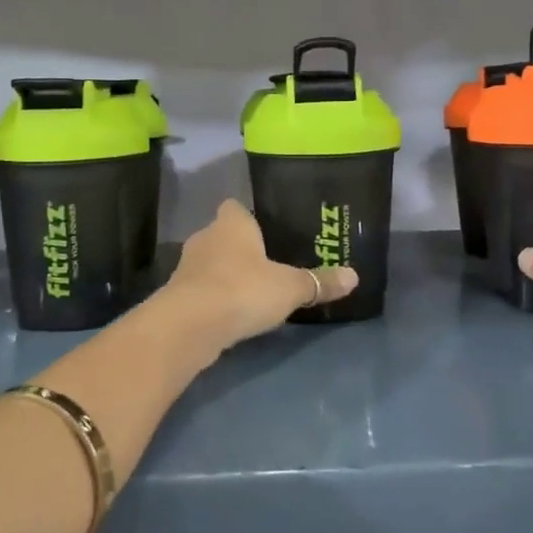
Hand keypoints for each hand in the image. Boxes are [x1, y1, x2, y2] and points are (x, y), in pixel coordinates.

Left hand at [163, 200, 357, 343]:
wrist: (189, 325)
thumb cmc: (242, 290)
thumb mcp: (289, 288)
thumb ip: (318, 282)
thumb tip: (354, 276)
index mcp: (231, 223)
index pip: (236, 207)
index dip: (250, 217)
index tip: (268, 231)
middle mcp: (206, 237)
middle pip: (223, 235)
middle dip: (241, 249)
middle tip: (268, 264)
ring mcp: (187, 266)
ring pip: (211, 263)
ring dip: (226, 275)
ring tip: (252, 292)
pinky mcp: (178, 294)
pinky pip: (202, 289)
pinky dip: (215, 298)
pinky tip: (232, 313)